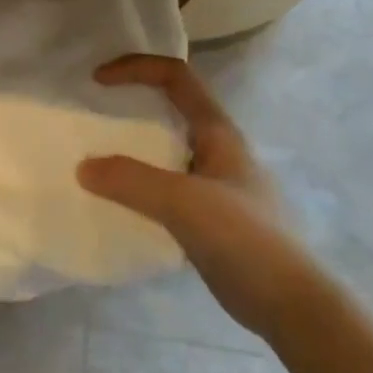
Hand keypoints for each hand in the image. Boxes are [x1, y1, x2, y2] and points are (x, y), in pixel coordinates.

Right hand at [77, 55, 301, 325]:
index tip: (97, 81)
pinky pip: (166, 187)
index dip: (136, 68)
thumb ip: (130, 181)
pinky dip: (139, 185)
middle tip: (93, 117)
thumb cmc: (243, 239)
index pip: (176, 77)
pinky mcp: (210, 217)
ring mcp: (216, 185)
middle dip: (132, 104)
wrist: (289, 304)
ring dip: (133, 148)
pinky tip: (120, 204)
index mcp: (218, 132)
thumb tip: (83, 167)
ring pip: (167, 151)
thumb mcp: (182, 203)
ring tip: (98, 161)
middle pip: (172, 109)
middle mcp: (218, 150)